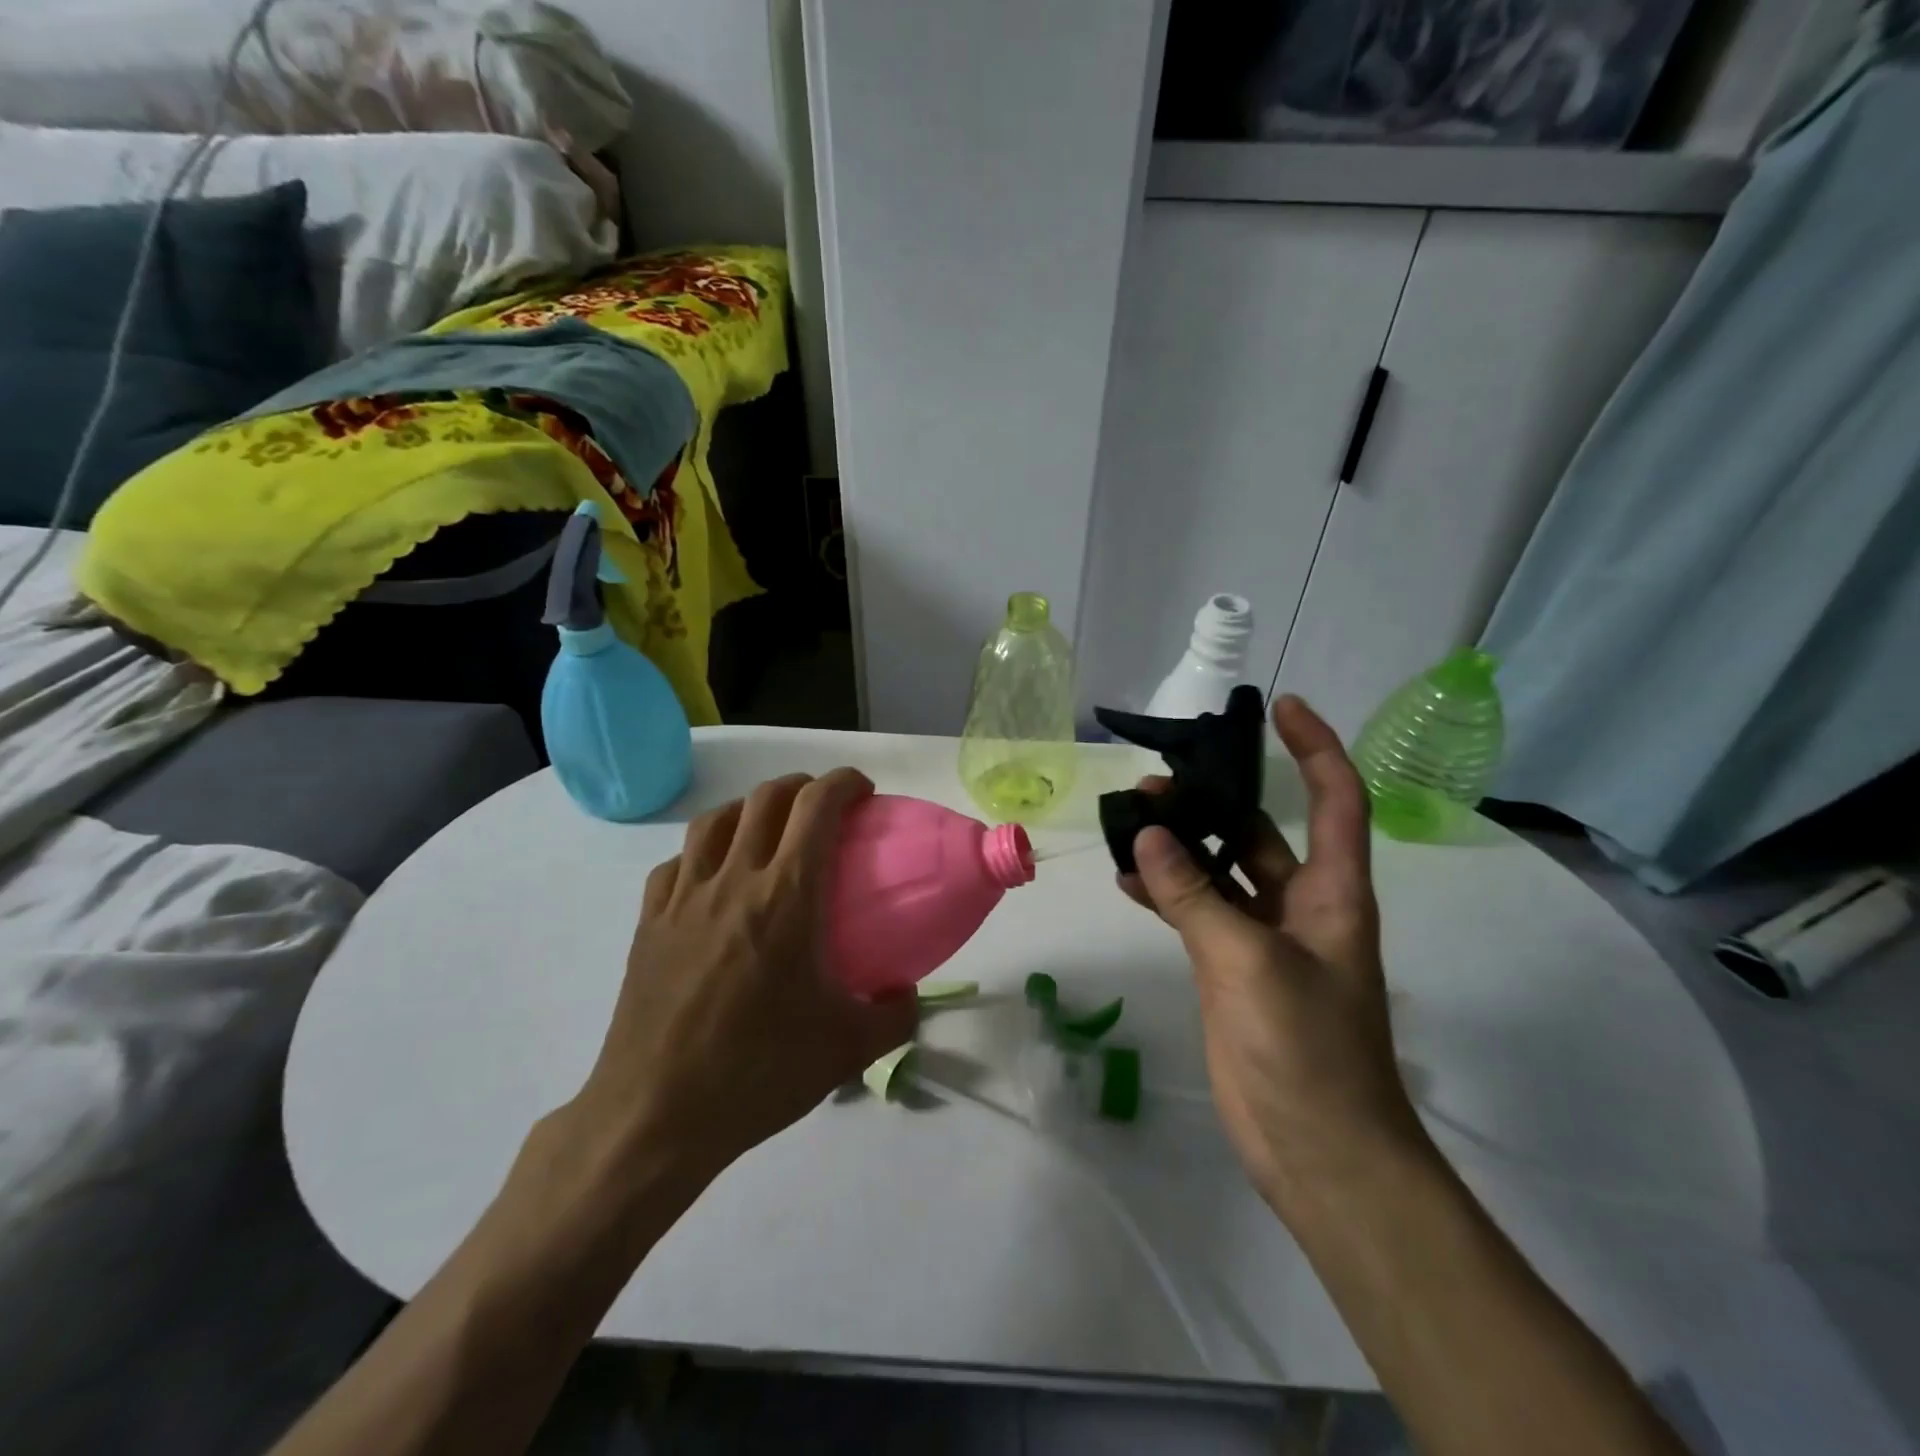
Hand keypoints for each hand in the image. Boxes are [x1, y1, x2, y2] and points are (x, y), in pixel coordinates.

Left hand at [565, 769, 917, 1188]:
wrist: (656, 1116)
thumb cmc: (758, 1074)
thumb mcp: (847, 1050)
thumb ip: (895, 1016)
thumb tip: (907, 993)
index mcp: (786, 897)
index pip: (816, 807)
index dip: (843, 783)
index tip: (863, 791)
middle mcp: (733, 881)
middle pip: (766, 799)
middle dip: (802, 786)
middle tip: (824, 807)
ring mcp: (684, 898)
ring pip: (715, 820)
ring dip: (750, 808)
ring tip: (769, 828)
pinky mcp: (650, 923)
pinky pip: (677, 863)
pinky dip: (703, 852)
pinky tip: (713, 877)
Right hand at [1119, 696, 1422, 1207]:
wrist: (1318, 1152)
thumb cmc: (1306, 1050)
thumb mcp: (1247, 963)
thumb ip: (1194, 896)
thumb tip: (1147, 836)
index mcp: (1333, 892)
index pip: (1336, 798)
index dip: (1315, 746)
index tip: (1280, 706)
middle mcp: (1301, 904)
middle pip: (1258, 831)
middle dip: (1213, 800)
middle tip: (1154, 782)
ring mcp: (1263, 938)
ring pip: (1219, 870)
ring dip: (1181, 846)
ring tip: (1129, 822)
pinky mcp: (1231, 969)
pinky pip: (1196, 912)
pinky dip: (1166, 893)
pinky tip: (1127, 880)